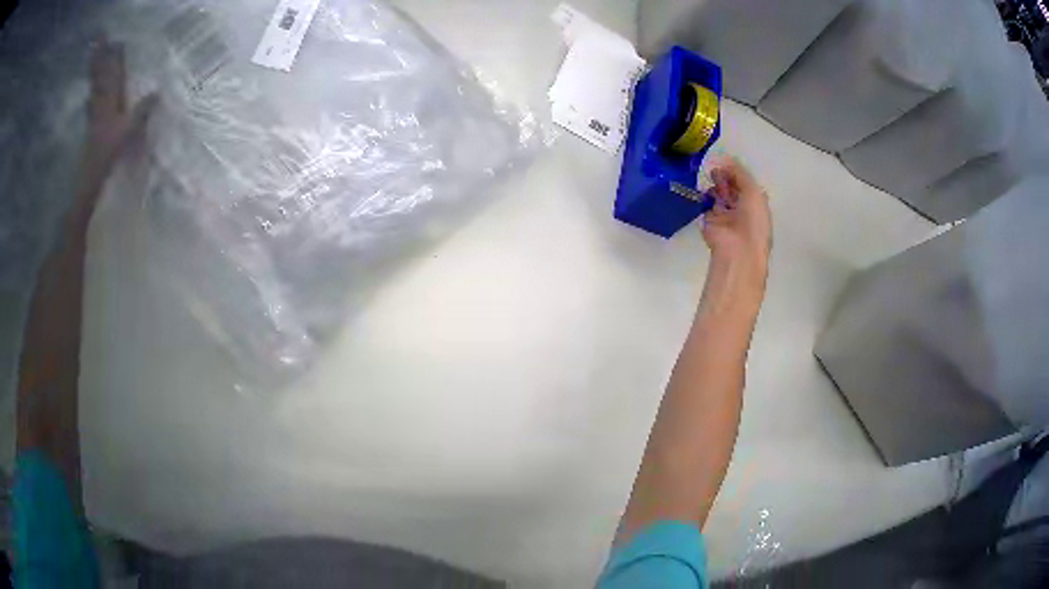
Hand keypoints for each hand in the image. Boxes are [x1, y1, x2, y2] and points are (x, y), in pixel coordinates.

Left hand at [78, 39, 156, 209]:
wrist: (87, 181)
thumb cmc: (107, 157)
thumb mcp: (127, 133)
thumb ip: (141, 112)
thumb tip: (158, 92)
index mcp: (110, 103)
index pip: (114, 74)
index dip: (116, 57)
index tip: (117, 39)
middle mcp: (100, 105)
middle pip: (101, 76)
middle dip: (101, 58)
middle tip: (99, 38)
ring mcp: (93, 117)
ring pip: (94, 88)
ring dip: (95, 72)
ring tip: (94, 57)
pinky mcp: (90, 129)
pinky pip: (90, 106)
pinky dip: (90, 97)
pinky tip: (89, 96)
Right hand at [701, 156, 771, 290]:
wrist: (738, 249)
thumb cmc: (752, 220)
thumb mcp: (752, 191)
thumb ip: (740, 173)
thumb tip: (726, 159)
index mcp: (756, 204)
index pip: (745, 183)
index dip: (736, 172)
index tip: (726, 163)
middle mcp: (741, 209)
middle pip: (731, 187)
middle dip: (725, 177)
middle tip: (716, 170)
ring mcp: (725, 215)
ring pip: (718, 194)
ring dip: (715, 186)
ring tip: (712, 180)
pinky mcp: (709, 221)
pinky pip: (706, 204)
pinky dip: (705, 196)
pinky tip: (705, 190)